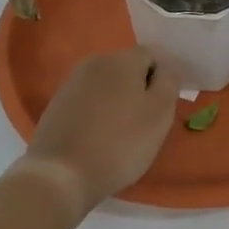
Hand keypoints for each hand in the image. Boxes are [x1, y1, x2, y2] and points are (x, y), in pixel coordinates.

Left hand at [19, 47, 180, 215]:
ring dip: (120, 98)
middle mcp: (95, 62)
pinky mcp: (58, 103)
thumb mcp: (159, 113)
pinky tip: (101, 135)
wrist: (61, 174)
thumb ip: (169, 81)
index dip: (166, 74)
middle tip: (150, 119)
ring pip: (108, 83)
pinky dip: (100, 110)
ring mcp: (72, 82)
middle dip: (142, 86)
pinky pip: (89, 99)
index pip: (154, 54)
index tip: (170, 101)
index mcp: (122, 59)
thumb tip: (168, 66)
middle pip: (129, 66)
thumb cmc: (120, 143)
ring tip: (125, 130)